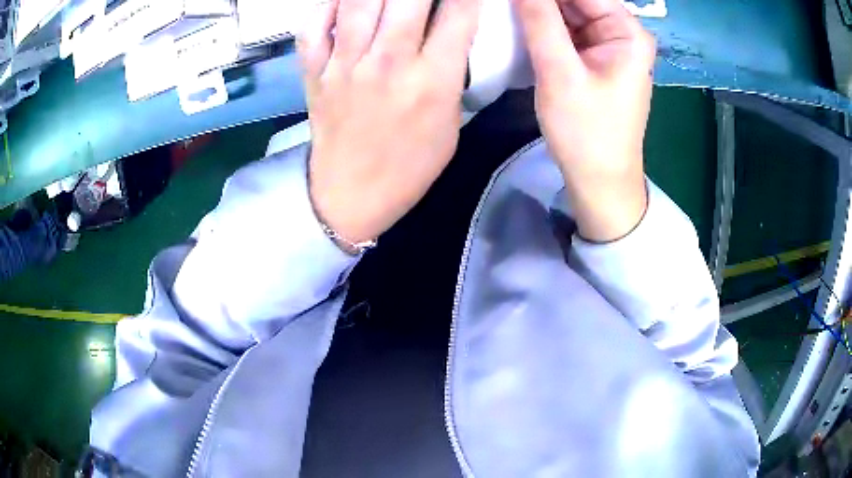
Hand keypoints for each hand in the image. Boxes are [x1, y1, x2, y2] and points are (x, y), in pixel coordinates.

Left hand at [299, 0, 480, 245]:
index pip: (458, 15)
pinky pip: (314, 25)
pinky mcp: (314, 72)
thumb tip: (450, 31)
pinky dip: (327, 3)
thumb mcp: (450, 122)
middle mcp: (389, 63)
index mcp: (433, 81)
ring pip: (360, 2)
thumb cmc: (409, 166)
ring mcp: (345, 65)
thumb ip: (452, 72)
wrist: (350, 196)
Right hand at [514, 0, 655, 241]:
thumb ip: (540, 21)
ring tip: (506, 9)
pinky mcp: (592, 58)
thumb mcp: (560, 73)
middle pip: (575, 0)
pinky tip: (517, 22)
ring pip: (566, 12)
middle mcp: (620, 32)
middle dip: (539, 1)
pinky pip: (564, 30)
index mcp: (627, 32)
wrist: (599, 181)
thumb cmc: (587, 133)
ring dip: (536, 9)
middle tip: (504, 3)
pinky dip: (541, 25)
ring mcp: (606, 45)